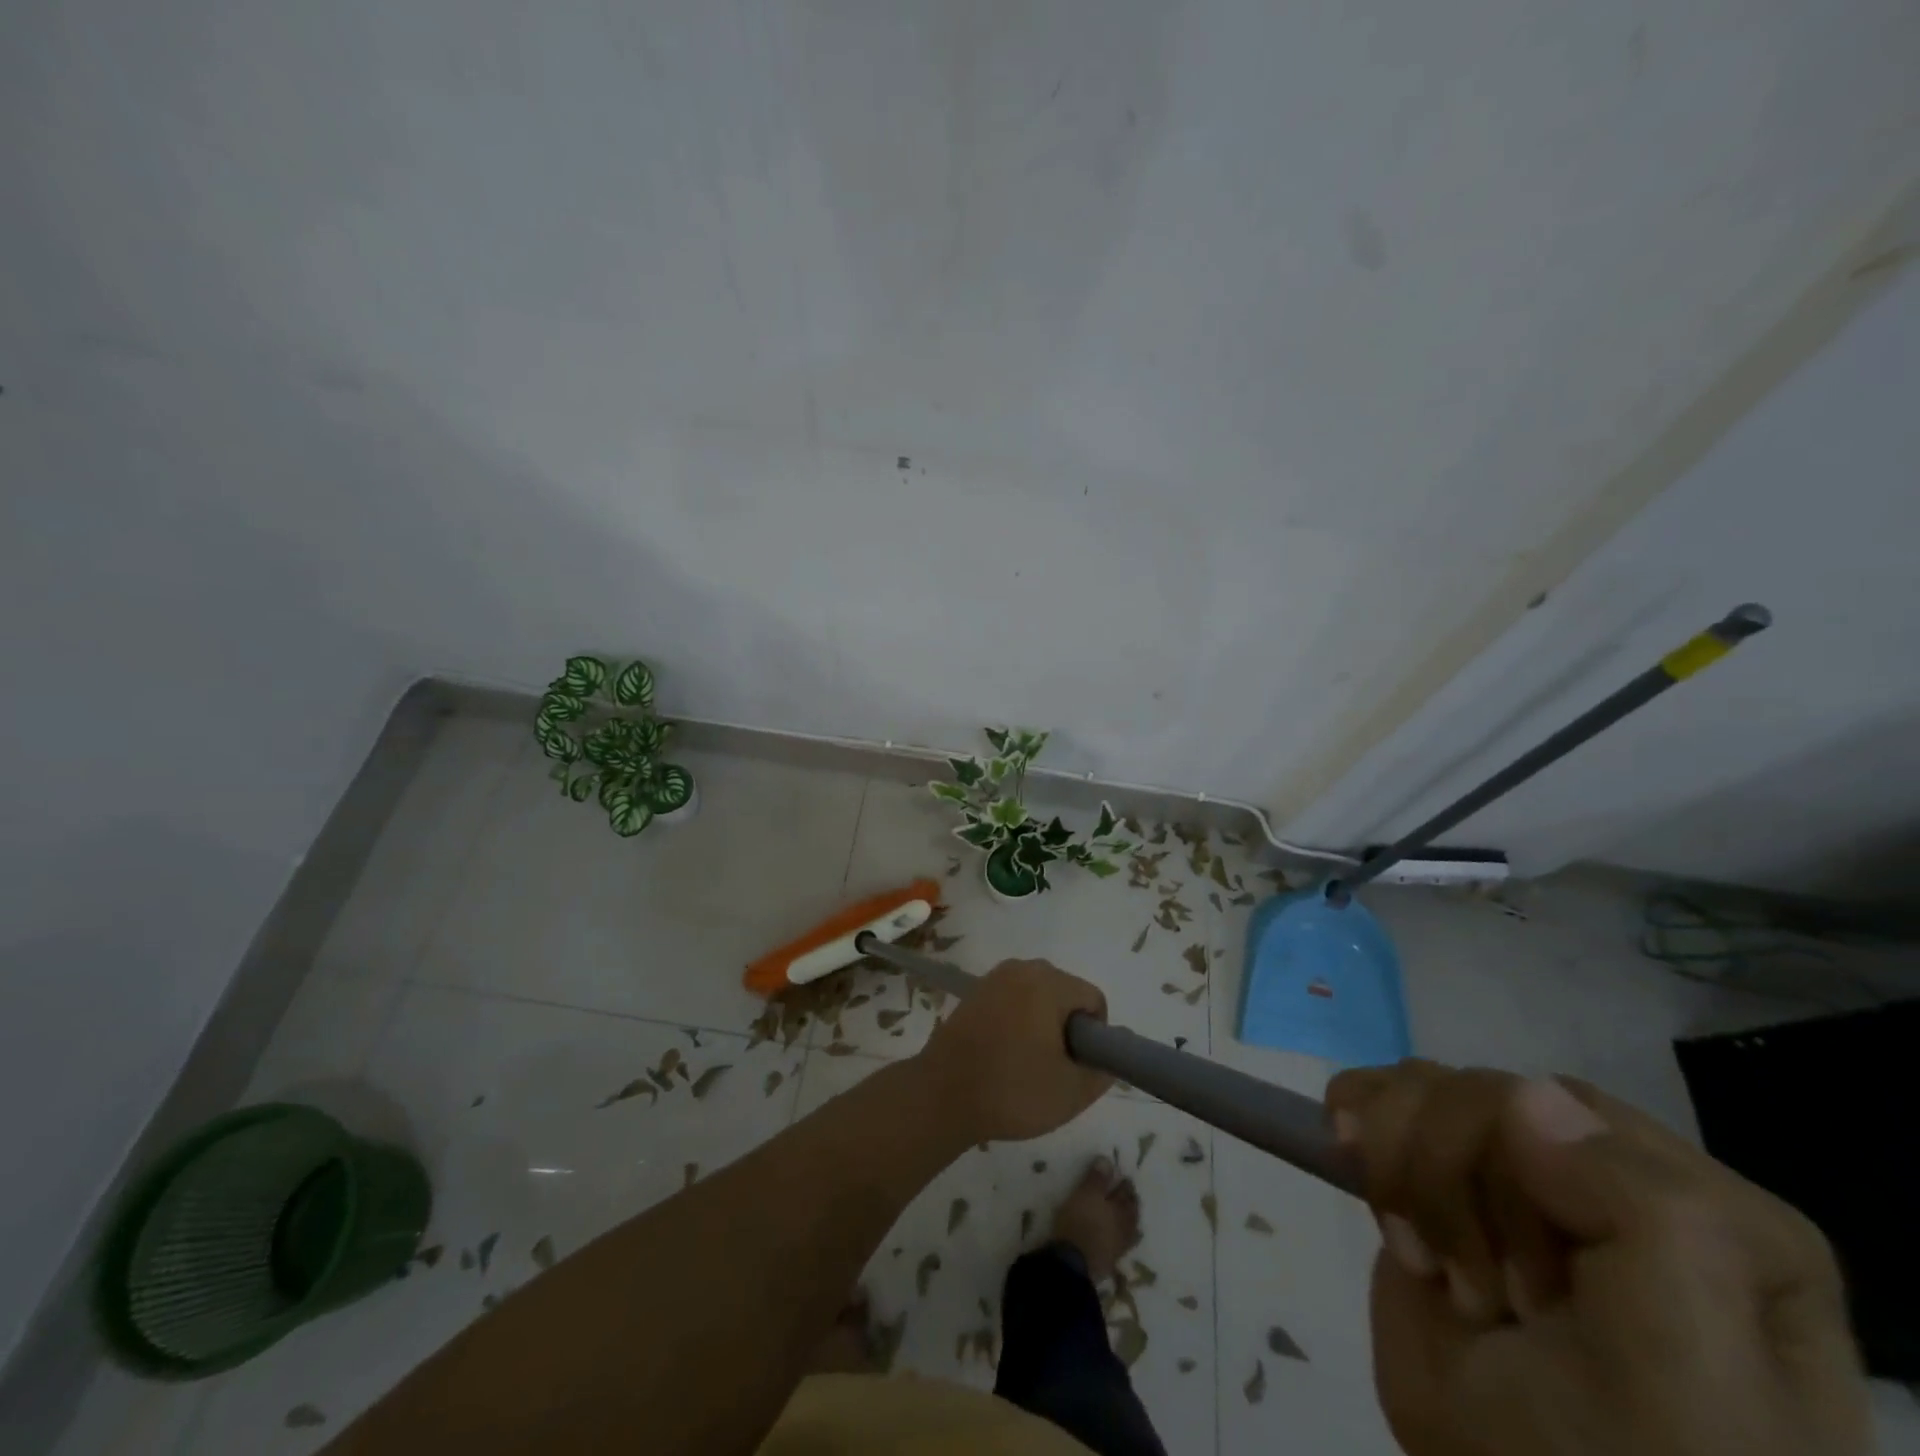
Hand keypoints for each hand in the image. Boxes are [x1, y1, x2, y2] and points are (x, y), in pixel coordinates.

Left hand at [915, 959, 1111, 1142]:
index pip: (1092, 998)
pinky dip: (1017, 1020)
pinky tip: (1004, 1053)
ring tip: (1028, 1062)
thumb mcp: (1071, 1092)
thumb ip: (1103, 1071)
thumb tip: (1111, 1056)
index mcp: (1048, 983)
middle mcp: (1022, 968)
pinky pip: (1012, 999)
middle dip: (1067, 1026)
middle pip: (1065, 992)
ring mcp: (994, 977)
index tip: (1078, 1064)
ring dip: (1042, 1023)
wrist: (941, 1094)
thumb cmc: (1012, 1090)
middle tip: (1054, 1066)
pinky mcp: (975, 992)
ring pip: (1037, 995)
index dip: (1096, 1034)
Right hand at [1325, 1060, 1870, 1455]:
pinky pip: (1374, 1092)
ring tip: (1429, 1262)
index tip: (1533, 1298)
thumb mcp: (1687, 1365)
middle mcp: (1601, 1169)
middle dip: (1454, 1184)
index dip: (1520, 1180)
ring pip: (1420, 1084)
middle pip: (1483, 1092)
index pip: (1569, 1107)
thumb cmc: (1627, 1455)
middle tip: (1486, 1298)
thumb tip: (1525, 1095)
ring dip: (1401, 1172)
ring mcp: (1504, 1165)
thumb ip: (1647, 1213)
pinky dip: (1357, 1132)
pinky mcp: (1429, 1171)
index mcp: (1702, 1205)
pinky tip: (1381, 1202)